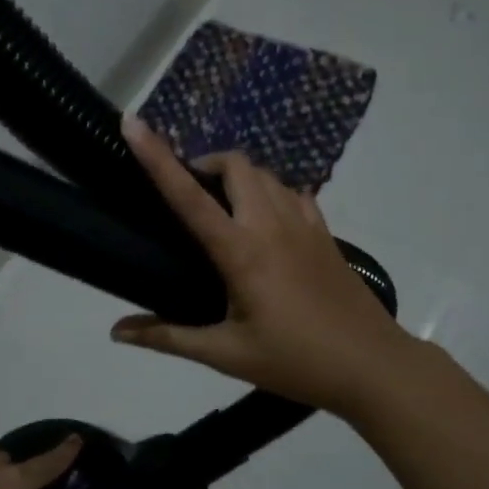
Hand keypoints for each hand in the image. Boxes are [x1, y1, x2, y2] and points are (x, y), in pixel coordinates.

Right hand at [110, 115, 414, 414]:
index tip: (133, 123)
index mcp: (241, 251)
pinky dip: (270, 191)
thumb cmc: (295, 361)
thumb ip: (168, 338)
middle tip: (188, 191)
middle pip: (236, 164)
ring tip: (222, 205)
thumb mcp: (226, 355)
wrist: (371, 365)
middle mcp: (272, 224)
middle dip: (205, 163)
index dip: (157, 157)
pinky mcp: (325, 233)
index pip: (189, 195)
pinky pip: (293, 192)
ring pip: (266, 174)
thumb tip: (116, 332)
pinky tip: (265, 220)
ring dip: (238, 176)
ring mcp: (304, 224)